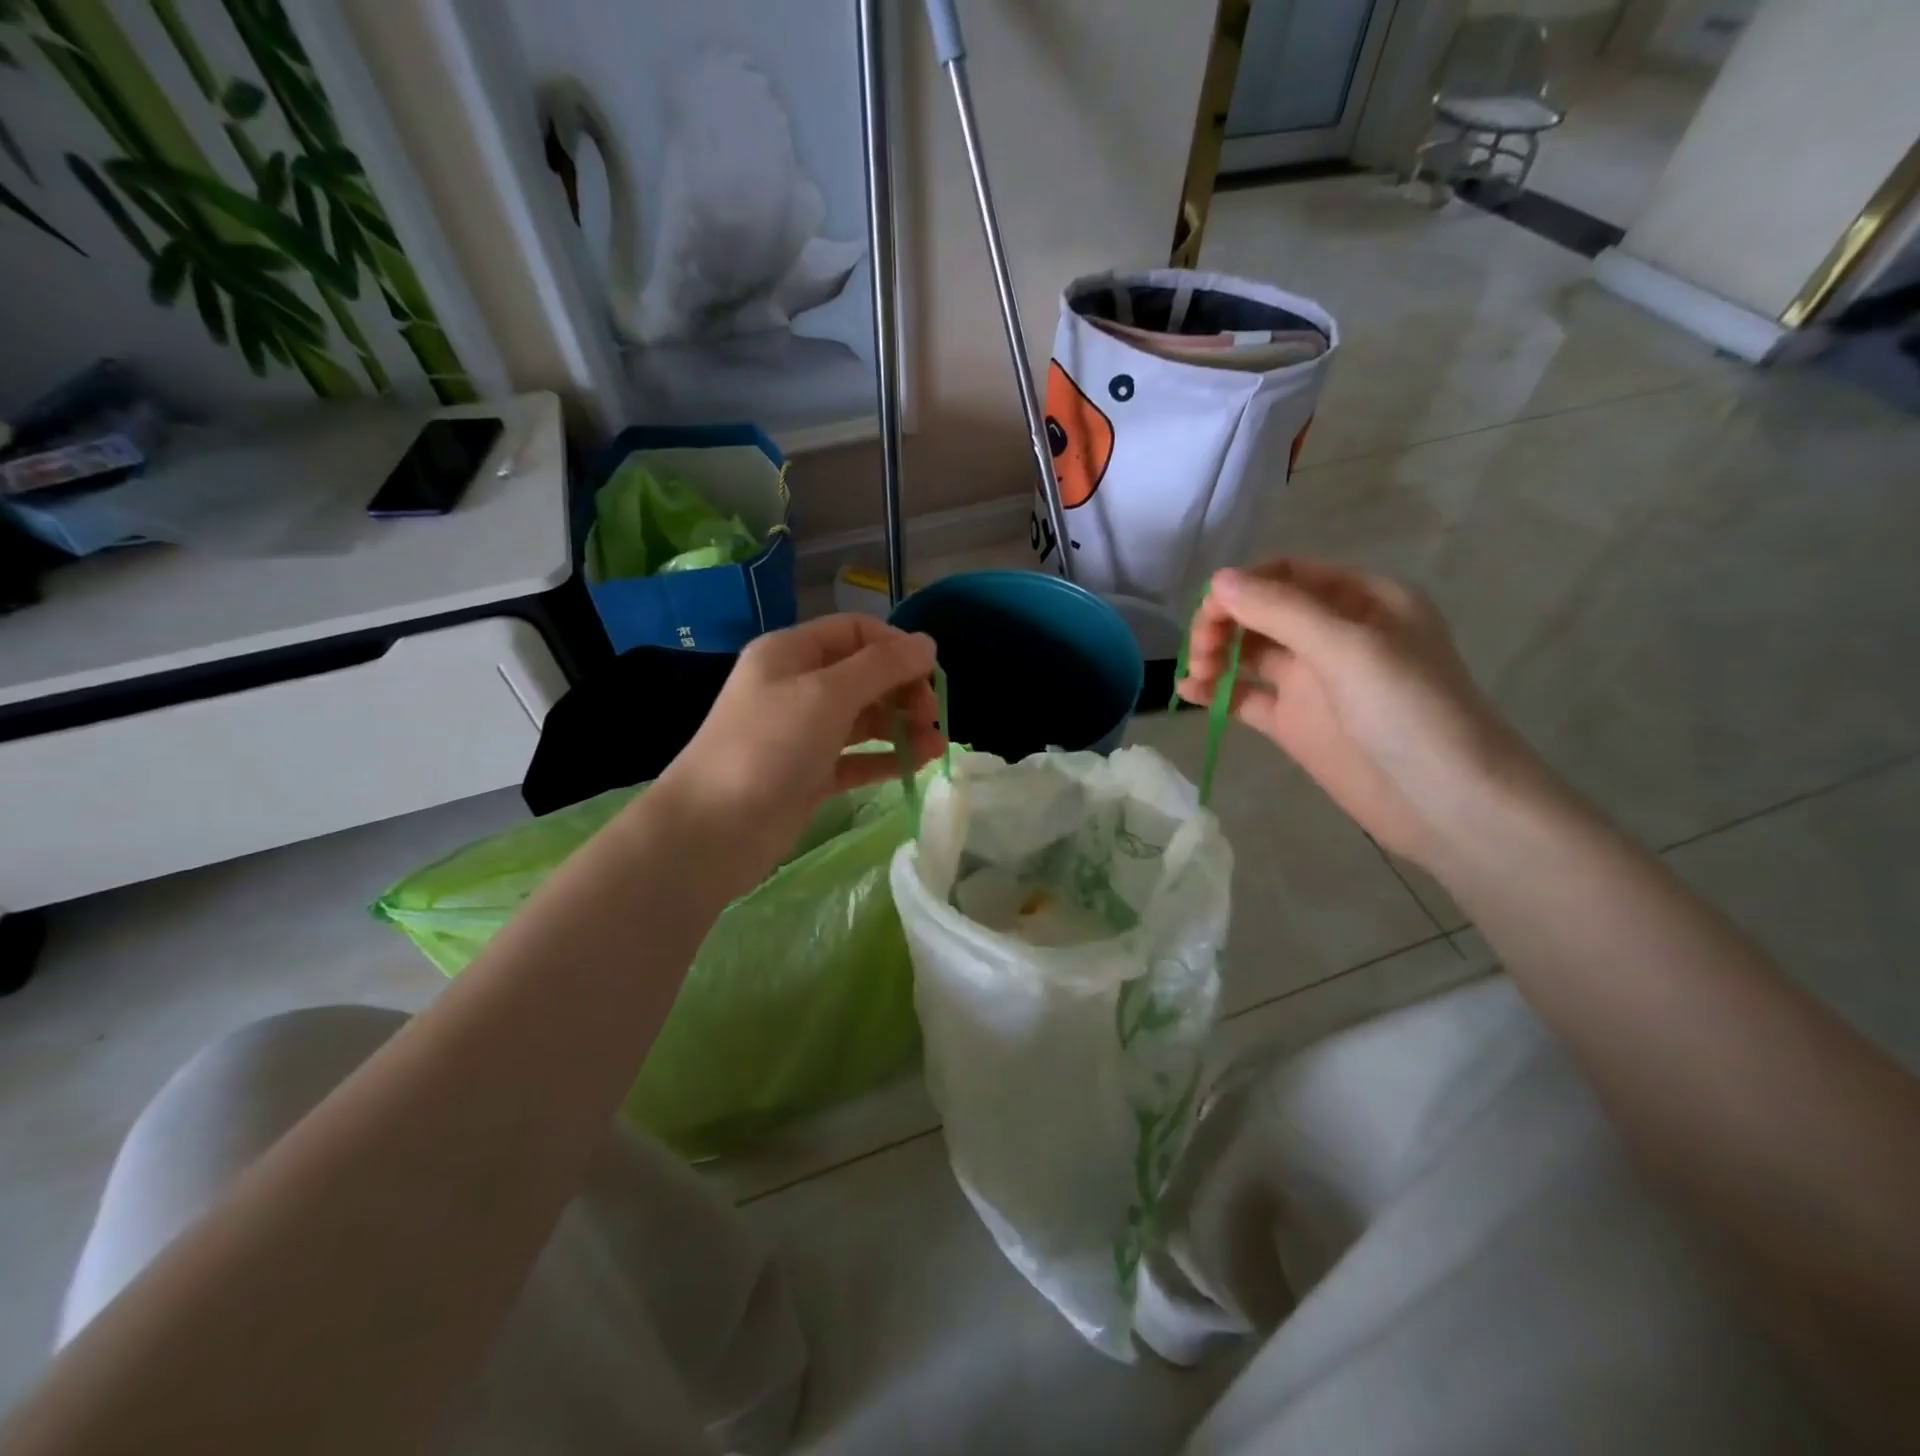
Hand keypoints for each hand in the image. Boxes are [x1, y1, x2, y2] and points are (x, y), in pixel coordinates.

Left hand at [652, 614, 944, 879]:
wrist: (714, 829)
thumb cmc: (769, 746)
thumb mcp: (828, 694)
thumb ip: (882, 666)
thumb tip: (927, 643)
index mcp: (791, 653)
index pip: (856, 632)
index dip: (896, 646)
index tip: (930, 674)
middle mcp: (797, 686)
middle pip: (864, 674)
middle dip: (902, 689)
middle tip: (930, 716)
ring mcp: (803, 733)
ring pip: (864, 718)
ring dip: (901, 726)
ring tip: (935, 744)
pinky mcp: (810, 774)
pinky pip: (857, 756)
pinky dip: (886, 757)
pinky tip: (919, 763)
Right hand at [1176, 560, 1540, 867]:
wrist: (1447, 804)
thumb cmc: (1410, 712)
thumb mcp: (1349, 649)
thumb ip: (1282, 612)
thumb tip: (1218, 580)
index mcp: (1363, 601)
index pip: (1289, 574)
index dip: (1245, 585)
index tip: (1210, 610)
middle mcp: (1334, 634)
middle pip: (1263, 611)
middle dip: (1226, 621)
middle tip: (1202, 648)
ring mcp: (1312, 681)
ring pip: (1250, 652)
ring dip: (1217, 654)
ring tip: (1198, 674)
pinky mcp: (1294, 722)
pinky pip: (1246, 696)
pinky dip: (1217, 692)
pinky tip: (1189, 692)